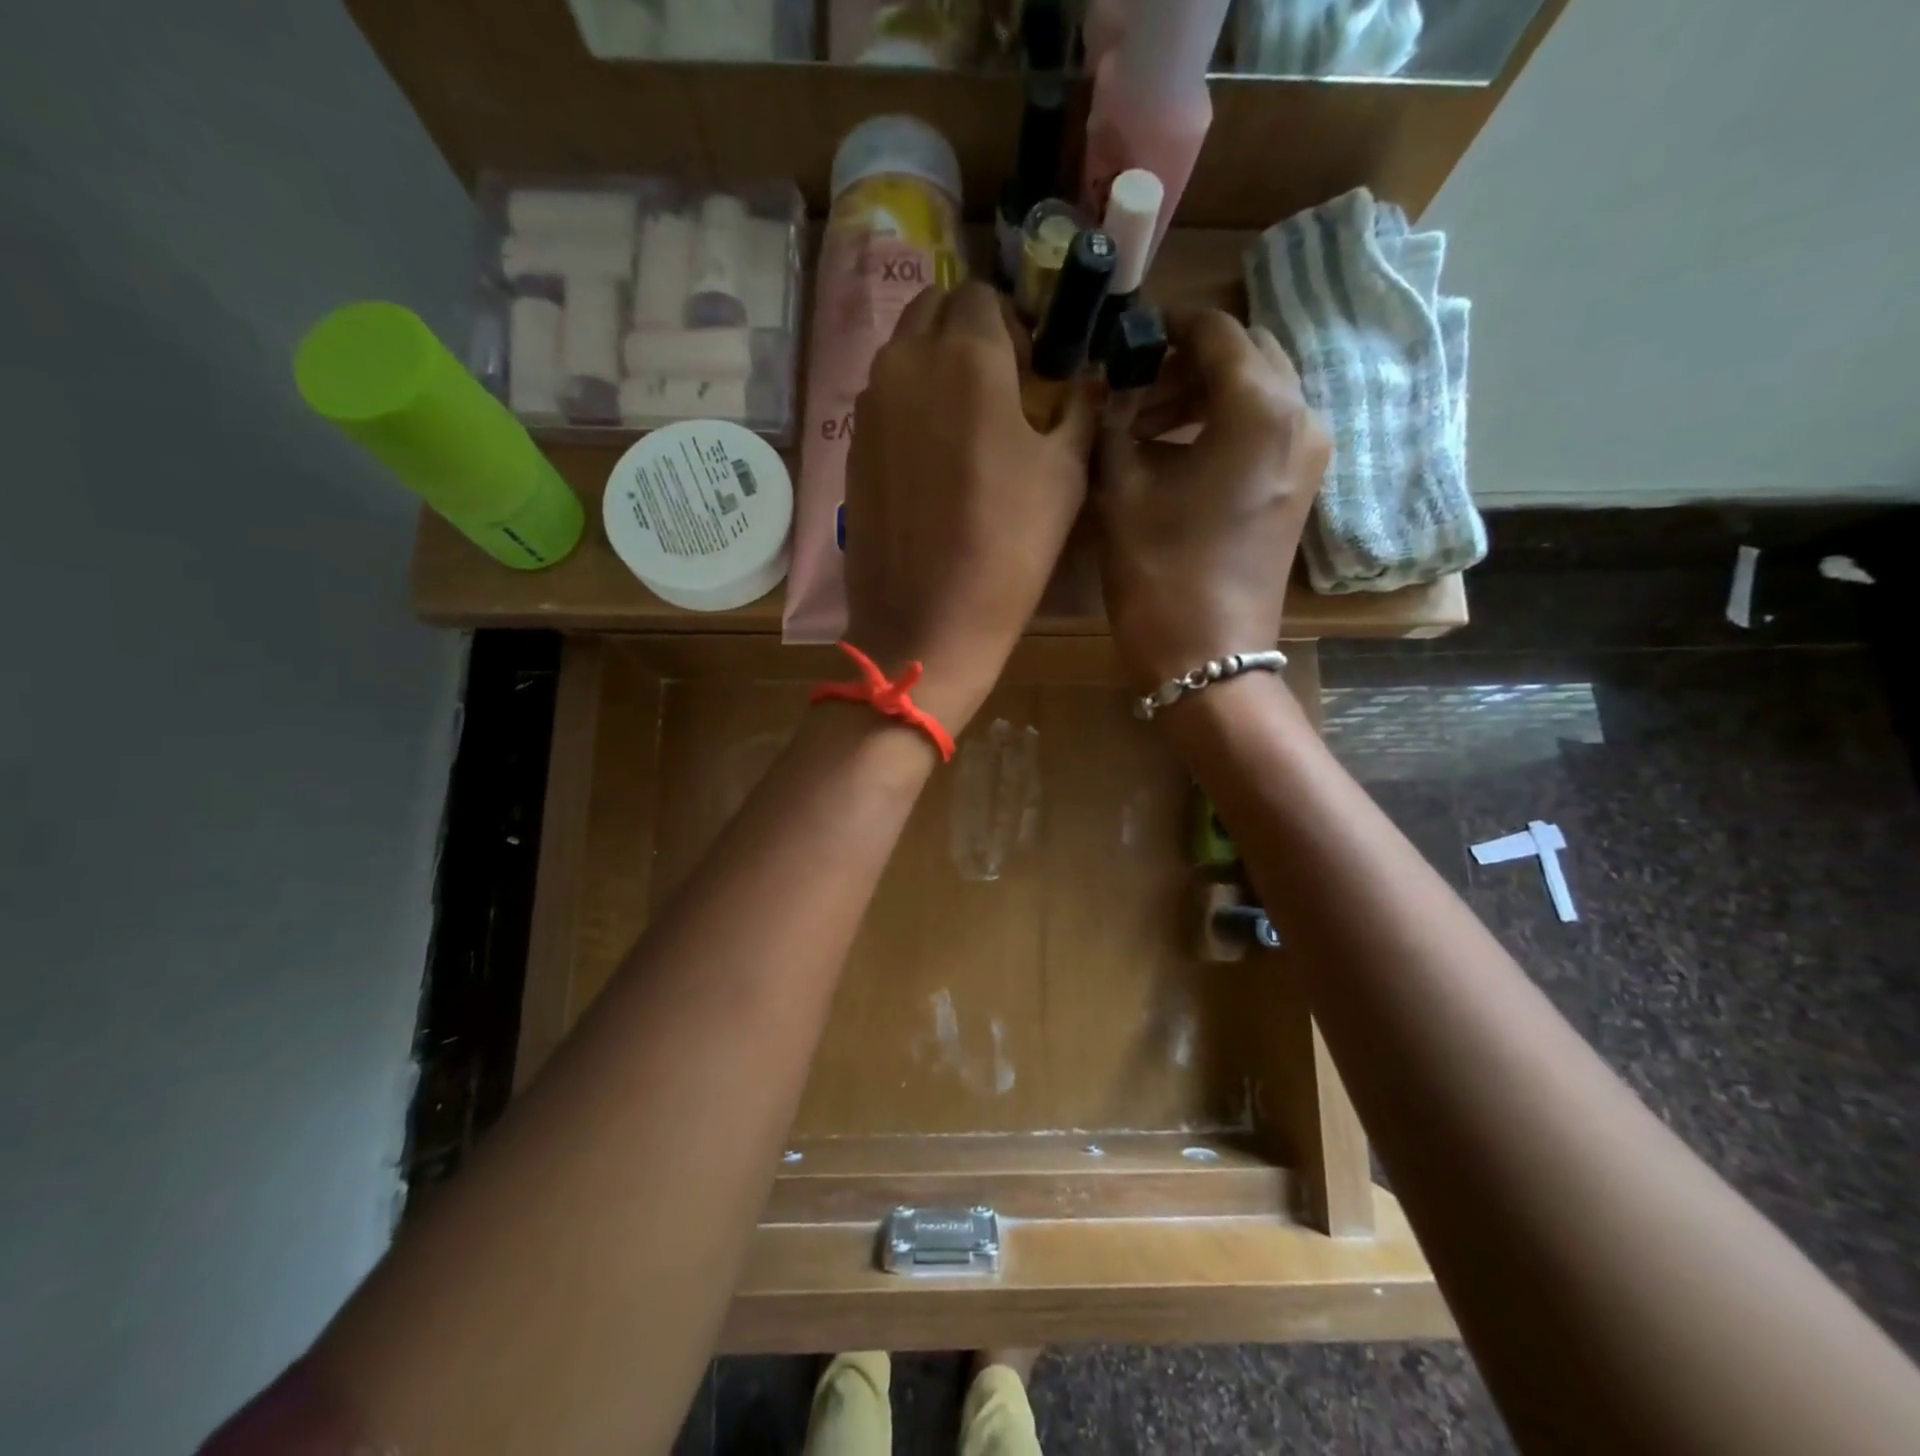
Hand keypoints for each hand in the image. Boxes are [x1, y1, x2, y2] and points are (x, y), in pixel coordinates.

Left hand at [842, 281, 1096, 731]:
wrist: (926, 622)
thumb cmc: (1009, 547)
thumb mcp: (1066, 475)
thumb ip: (1079, 410)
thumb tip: (1087, 382)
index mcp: (964, 356)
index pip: (983, 294)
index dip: (1013, 324)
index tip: (1032, 368)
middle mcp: (904, 364)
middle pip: (933, 310)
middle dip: (968, 331)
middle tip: (1000, 386)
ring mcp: (868, 407)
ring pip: (902, 354)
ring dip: (935, 366)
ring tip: (966, 423)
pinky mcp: (851, 448)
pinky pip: (883, 401)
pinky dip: (909, 407)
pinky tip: (933, 459)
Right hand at [1094, 308, 1327, 690]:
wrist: (1208, 656)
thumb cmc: (1161, 572)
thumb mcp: (1121, 490)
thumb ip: (1112, 423)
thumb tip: (1107, 389)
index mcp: (1260, 406)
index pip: (1215, 331)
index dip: (1165, 327)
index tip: (1123, 342)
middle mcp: (1301, 416)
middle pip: (1246, 355)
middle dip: (1188, 362)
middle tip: (1133, 390)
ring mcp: (1309, 454)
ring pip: (1259, 391)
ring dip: (1205, 394)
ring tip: (1146, 427)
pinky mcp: (1301, 486)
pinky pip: (1266, 428)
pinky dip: (1225, 424)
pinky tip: (1178, 454)